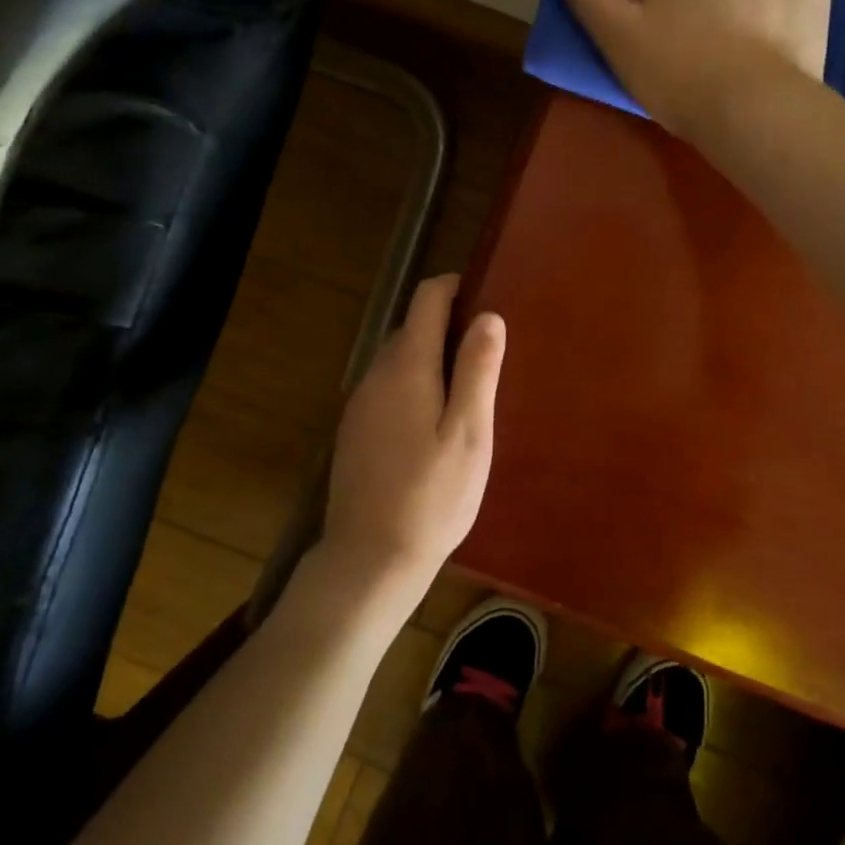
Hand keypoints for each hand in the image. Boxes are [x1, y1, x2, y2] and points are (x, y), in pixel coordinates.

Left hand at [317, 274, 505, 604]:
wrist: (369, 557)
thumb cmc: (432, 496)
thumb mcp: (469, 434)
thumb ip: (477, 370)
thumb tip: (487, 315)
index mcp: (406, 367)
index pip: (425, 299)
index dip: (455, 288)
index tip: (486, 298)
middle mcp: (376, 375)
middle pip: (411, 328)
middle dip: (448, 328)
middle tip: (488, 355)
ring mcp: (360, 404)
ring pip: (399, 360)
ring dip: (432, 359)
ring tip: (469, 392)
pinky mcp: (355, 431)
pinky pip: (389, 389)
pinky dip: (414, 386)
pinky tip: (435, 425)